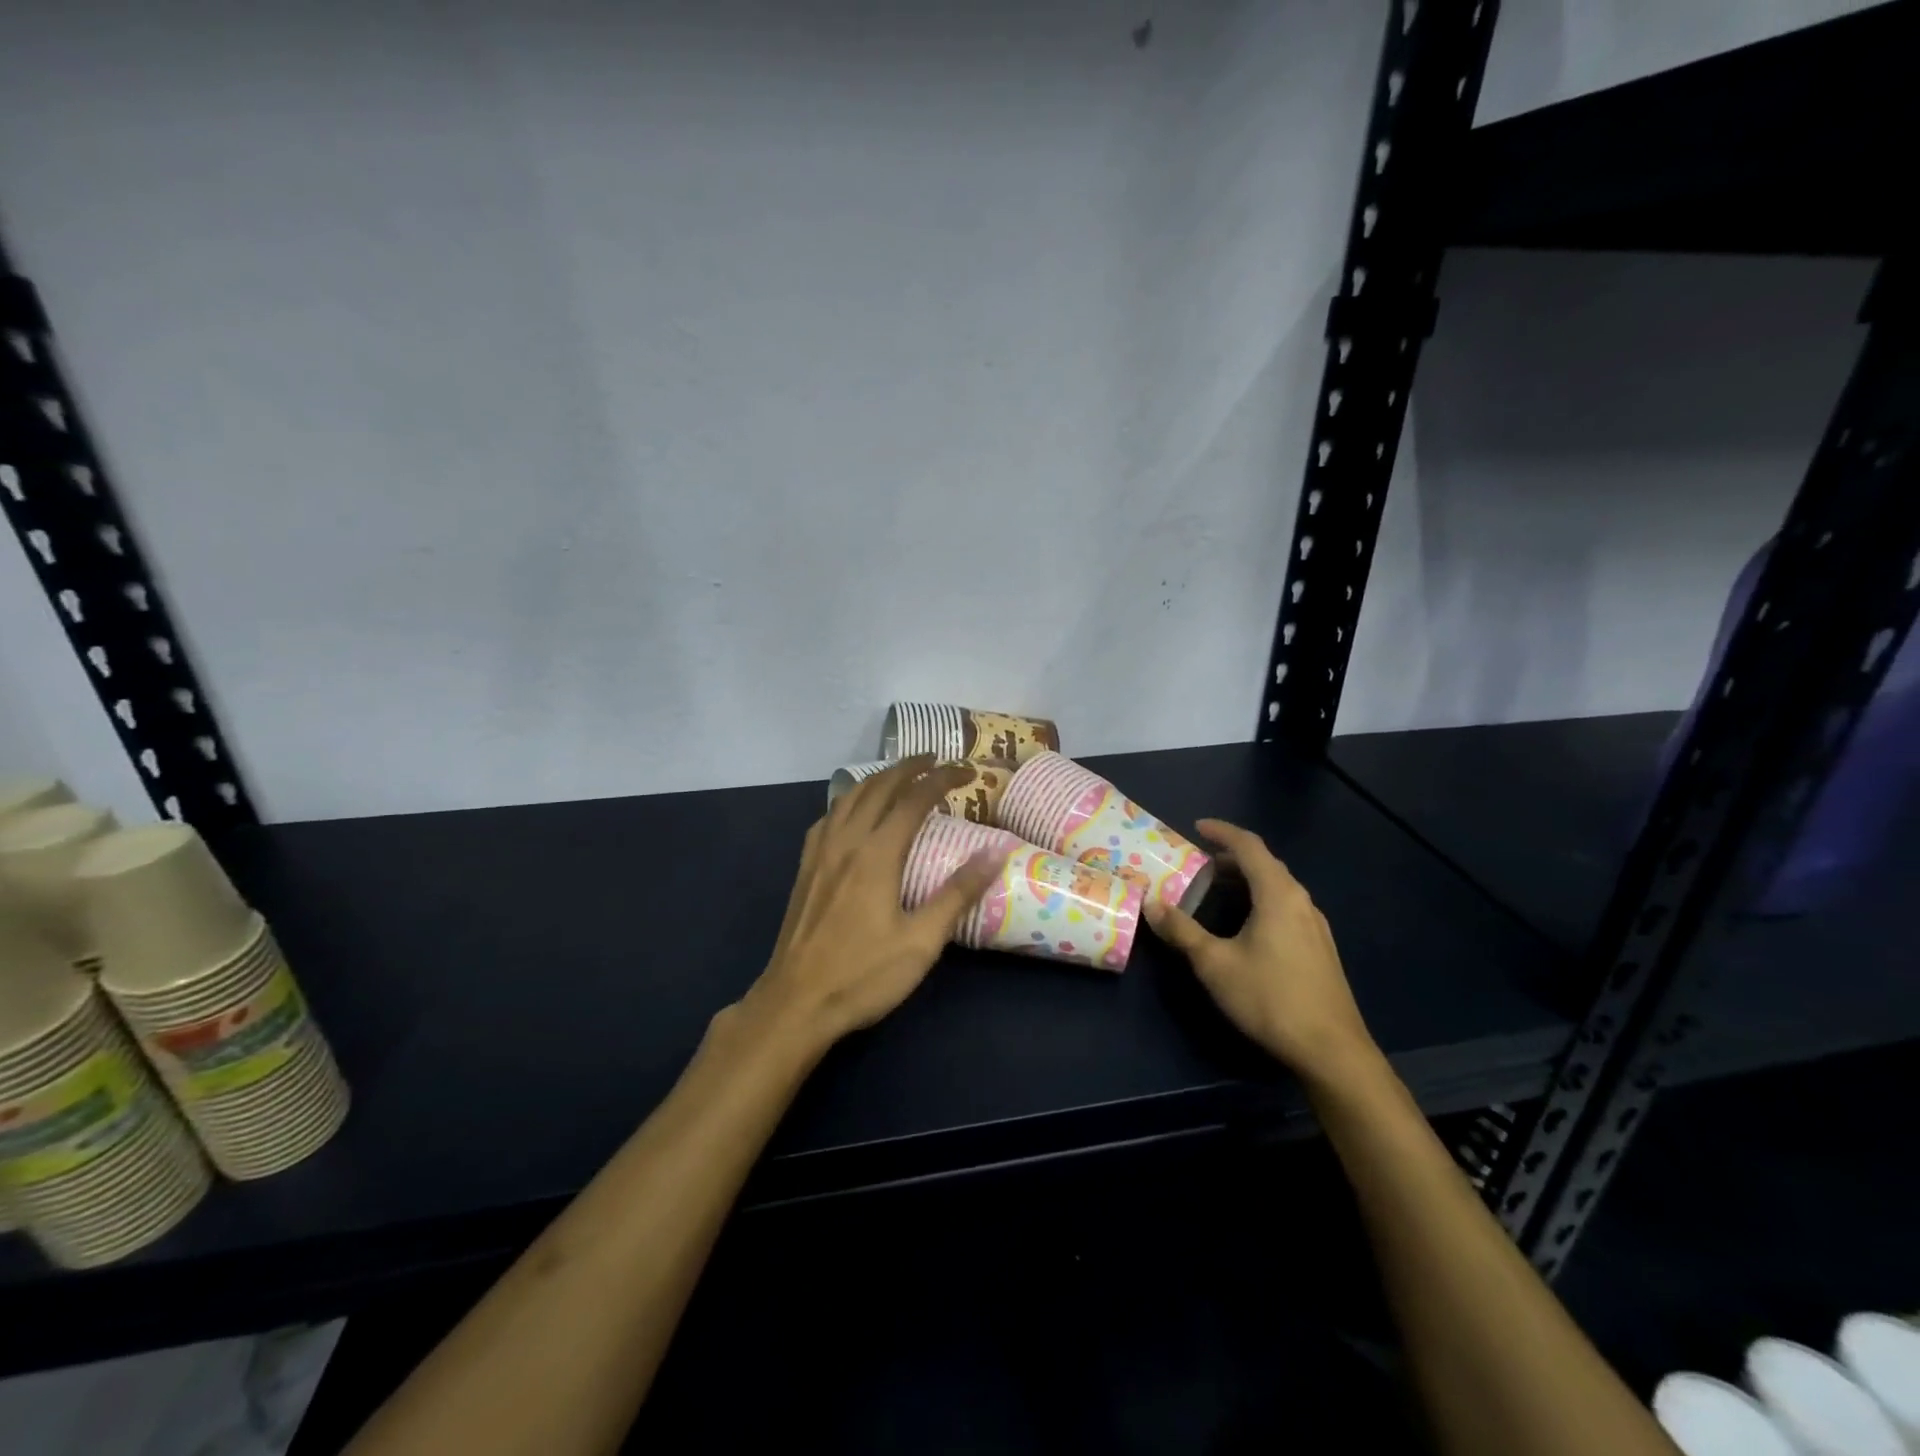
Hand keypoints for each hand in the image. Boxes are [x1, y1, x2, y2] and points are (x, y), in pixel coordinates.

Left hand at [741, 756, 1006, 1048]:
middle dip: (909, 767)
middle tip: (936, 760)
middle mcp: (846, 842)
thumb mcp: (922, 941)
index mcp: (877, 854)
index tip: (967, 771)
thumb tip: (995, 852)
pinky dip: (849, 800)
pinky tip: (853, 812)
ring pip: (849, 797)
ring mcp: (820, 853)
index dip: (942, 778)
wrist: (795, 1003)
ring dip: (878, 778)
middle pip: (878, 787)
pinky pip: (828, 817)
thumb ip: (958, 893)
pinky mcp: (805, 869)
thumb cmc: (863, 975)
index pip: (914, 799)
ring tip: (900, 775)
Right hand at [1145, 819, 1379, 1085]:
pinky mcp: (1319, 948)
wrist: (1332, 1050)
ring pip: (1278, 887)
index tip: (1197, 827)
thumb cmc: (1270, 998)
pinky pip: (1286, 907)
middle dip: (1231, 857)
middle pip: (1266, 864)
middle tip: (1199, 862)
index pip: (1250, 846)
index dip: (1222, 832)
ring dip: (1247, 880)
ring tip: (1216, 889)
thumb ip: (1182, 931)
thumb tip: (1151, 904)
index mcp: (1278, 894)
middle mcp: (1301, 901)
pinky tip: (1245, 924)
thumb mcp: (1215, 964)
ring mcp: (1315, 926)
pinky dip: (1260, 900)